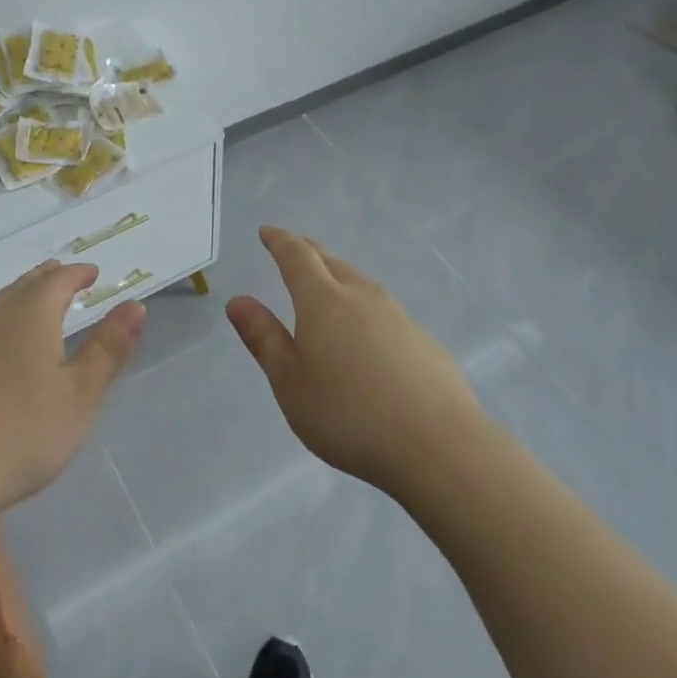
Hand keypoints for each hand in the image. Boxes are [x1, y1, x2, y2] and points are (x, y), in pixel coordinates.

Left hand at [0, 260, 144, 522]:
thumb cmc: (21, 434)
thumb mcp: (80, 395)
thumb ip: (108, 349)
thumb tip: (136, 306)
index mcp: (31, 316)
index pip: (58, 280)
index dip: (78, 273)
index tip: (93, 272)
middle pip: (25, 286)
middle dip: (49, 279)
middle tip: (65, 276)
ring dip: (22, 297)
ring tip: (36, 303)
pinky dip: (1, 323)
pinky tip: (0, 346)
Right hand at [227, 226, 483, 500]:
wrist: (438, 446)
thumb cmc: (348, 414)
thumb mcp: (290, 382)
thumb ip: (264, 339)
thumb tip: (238, 301)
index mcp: (323, 301)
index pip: (297, 257)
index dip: (280, 241)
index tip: (267, 231)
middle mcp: (362, 297)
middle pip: (332, 263)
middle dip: (309, 252)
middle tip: (295, 246)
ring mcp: (398, 316)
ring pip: (361, 283)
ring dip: (339, 275)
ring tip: (328, 282)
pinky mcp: (423, 341)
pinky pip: (384, 310)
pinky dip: (364, 306)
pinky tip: (367, 331)